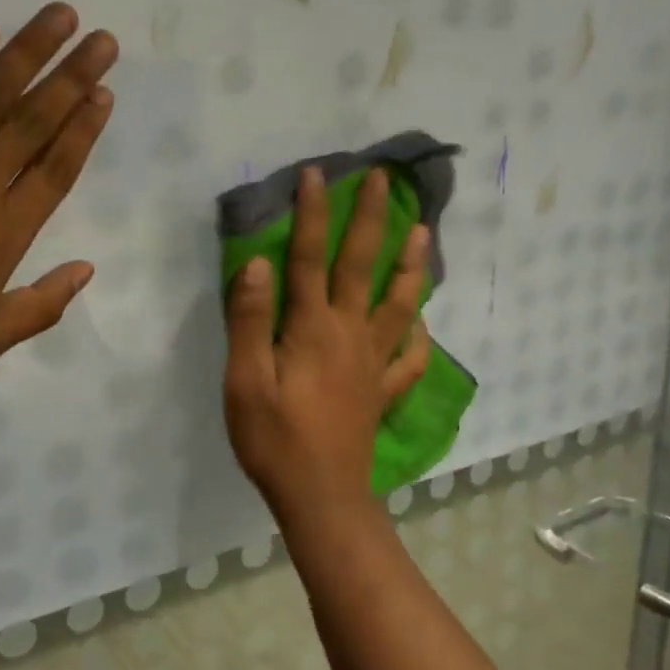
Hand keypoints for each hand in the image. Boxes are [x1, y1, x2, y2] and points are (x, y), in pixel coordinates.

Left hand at [0, 3, 115, 398]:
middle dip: (73, 78)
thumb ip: (39, 307)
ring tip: (60, 17)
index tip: (105, 94)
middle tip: (103, 40)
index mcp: (1, 237)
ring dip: (28, 53)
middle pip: (33, 123)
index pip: (55, 170)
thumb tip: (87, 269)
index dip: (84, 130)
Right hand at [223, 166, 431, 522]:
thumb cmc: (275, 439)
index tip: (317, 173)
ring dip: (411, 266)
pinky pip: (408, 358)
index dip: (314, 213)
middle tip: (385, 180)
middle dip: (372, 219)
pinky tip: (422, 322)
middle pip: (363, 266)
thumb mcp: (245, 380)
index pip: (311, 257)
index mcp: (313, 327)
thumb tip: (258, 262)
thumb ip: (250, 320)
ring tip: (424, 233)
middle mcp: (350, 334)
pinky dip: (418, 336)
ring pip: (398, 304)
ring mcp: (373, 363)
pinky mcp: (381, 391)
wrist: (321, 496)